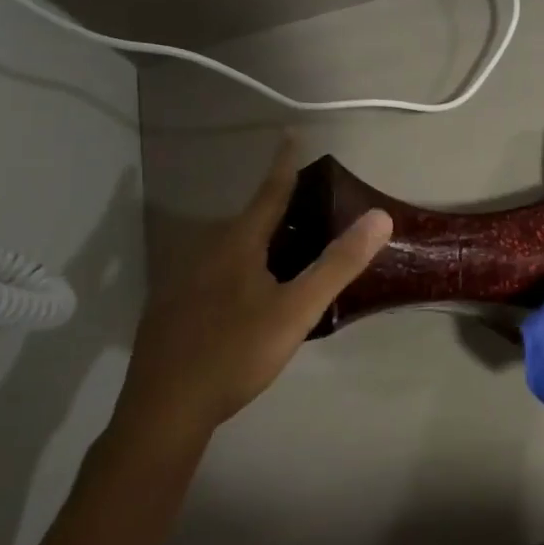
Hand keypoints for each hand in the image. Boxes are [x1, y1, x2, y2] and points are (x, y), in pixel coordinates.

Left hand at [107, 140, 391, 466]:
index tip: (290, 134)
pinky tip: (242, 300)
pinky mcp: (169, 309)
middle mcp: (204, 251)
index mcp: (236, 244)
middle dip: (274, 210)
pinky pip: (210, 274)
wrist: (164, 410)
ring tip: (281, 255)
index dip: (284, 164)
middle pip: (246, 221)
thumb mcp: (296, 310)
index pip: (269, 192)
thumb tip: (379, 216)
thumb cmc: (236, 352)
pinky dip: (234, 271)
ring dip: (254, 243)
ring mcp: (181, 280)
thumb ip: (338, 264)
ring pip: (226, 250)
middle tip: (304, 210)